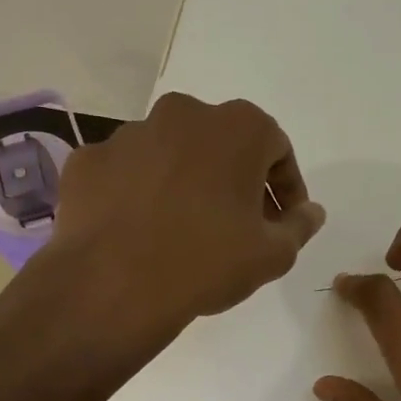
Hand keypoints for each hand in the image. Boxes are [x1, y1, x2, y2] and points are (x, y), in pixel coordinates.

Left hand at [50, 92, 324, 325]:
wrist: (114, 286)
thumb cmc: (208, 262)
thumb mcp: (273, 254)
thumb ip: (299, 226)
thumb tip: (311, 212)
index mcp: (237, 128)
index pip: (277, 149)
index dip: (286, 188)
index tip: (283, 221)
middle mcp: (183, 114)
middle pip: (222, 144)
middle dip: (236, 179)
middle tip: (239, 224)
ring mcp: (129, 133)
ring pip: (171, 153)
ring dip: (186, 182)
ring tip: (185, 229)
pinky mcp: (89, 160)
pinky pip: (127, 173)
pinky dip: (139, 193)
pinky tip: (141, 230)